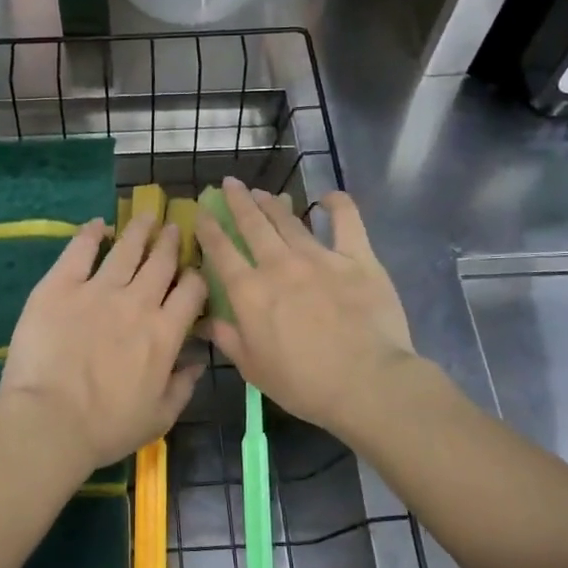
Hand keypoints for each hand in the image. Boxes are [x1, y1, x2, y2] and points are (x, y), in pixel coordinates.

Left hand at [0, 213, 206, 474]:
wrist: (49, 421)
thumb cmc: (106, 428)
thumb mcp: (159, 418)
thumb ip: (183, 386)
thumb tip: (198, 360)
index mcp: (164, 332)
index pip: (192, 291)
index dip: (196, 276)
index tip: (193, 270)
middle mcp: (137, 302)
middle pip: (161, 262)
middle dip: (171, 242)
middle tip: (174, 227)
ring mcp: (97, 289)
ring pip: (126, 249)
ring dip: (140, 230)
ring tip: (147, 216)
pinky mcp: (60, 285)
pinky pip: (80, 250)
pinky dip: (91, 233)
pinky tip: (98, 224)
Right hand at [197, 180, 416, 443]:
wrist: (366, 382)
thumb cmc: (304, 384)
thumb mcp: (253, 368)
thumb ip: (228, 338)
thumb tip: (204, 320)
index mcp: (250, 292)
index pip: (221, 251)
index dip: (209, 229)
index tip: (202, 212)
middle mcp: (279, 265)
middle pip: (253, 225)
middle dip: (239, 202)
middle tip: (230, 184)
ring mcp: (319, 257)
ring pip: (289, 221)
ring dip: (273, 203)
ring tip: (262, 191)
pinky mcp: (357, 258)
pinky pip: (346, 221)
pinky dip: (337, 205)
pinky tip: (328, 197)